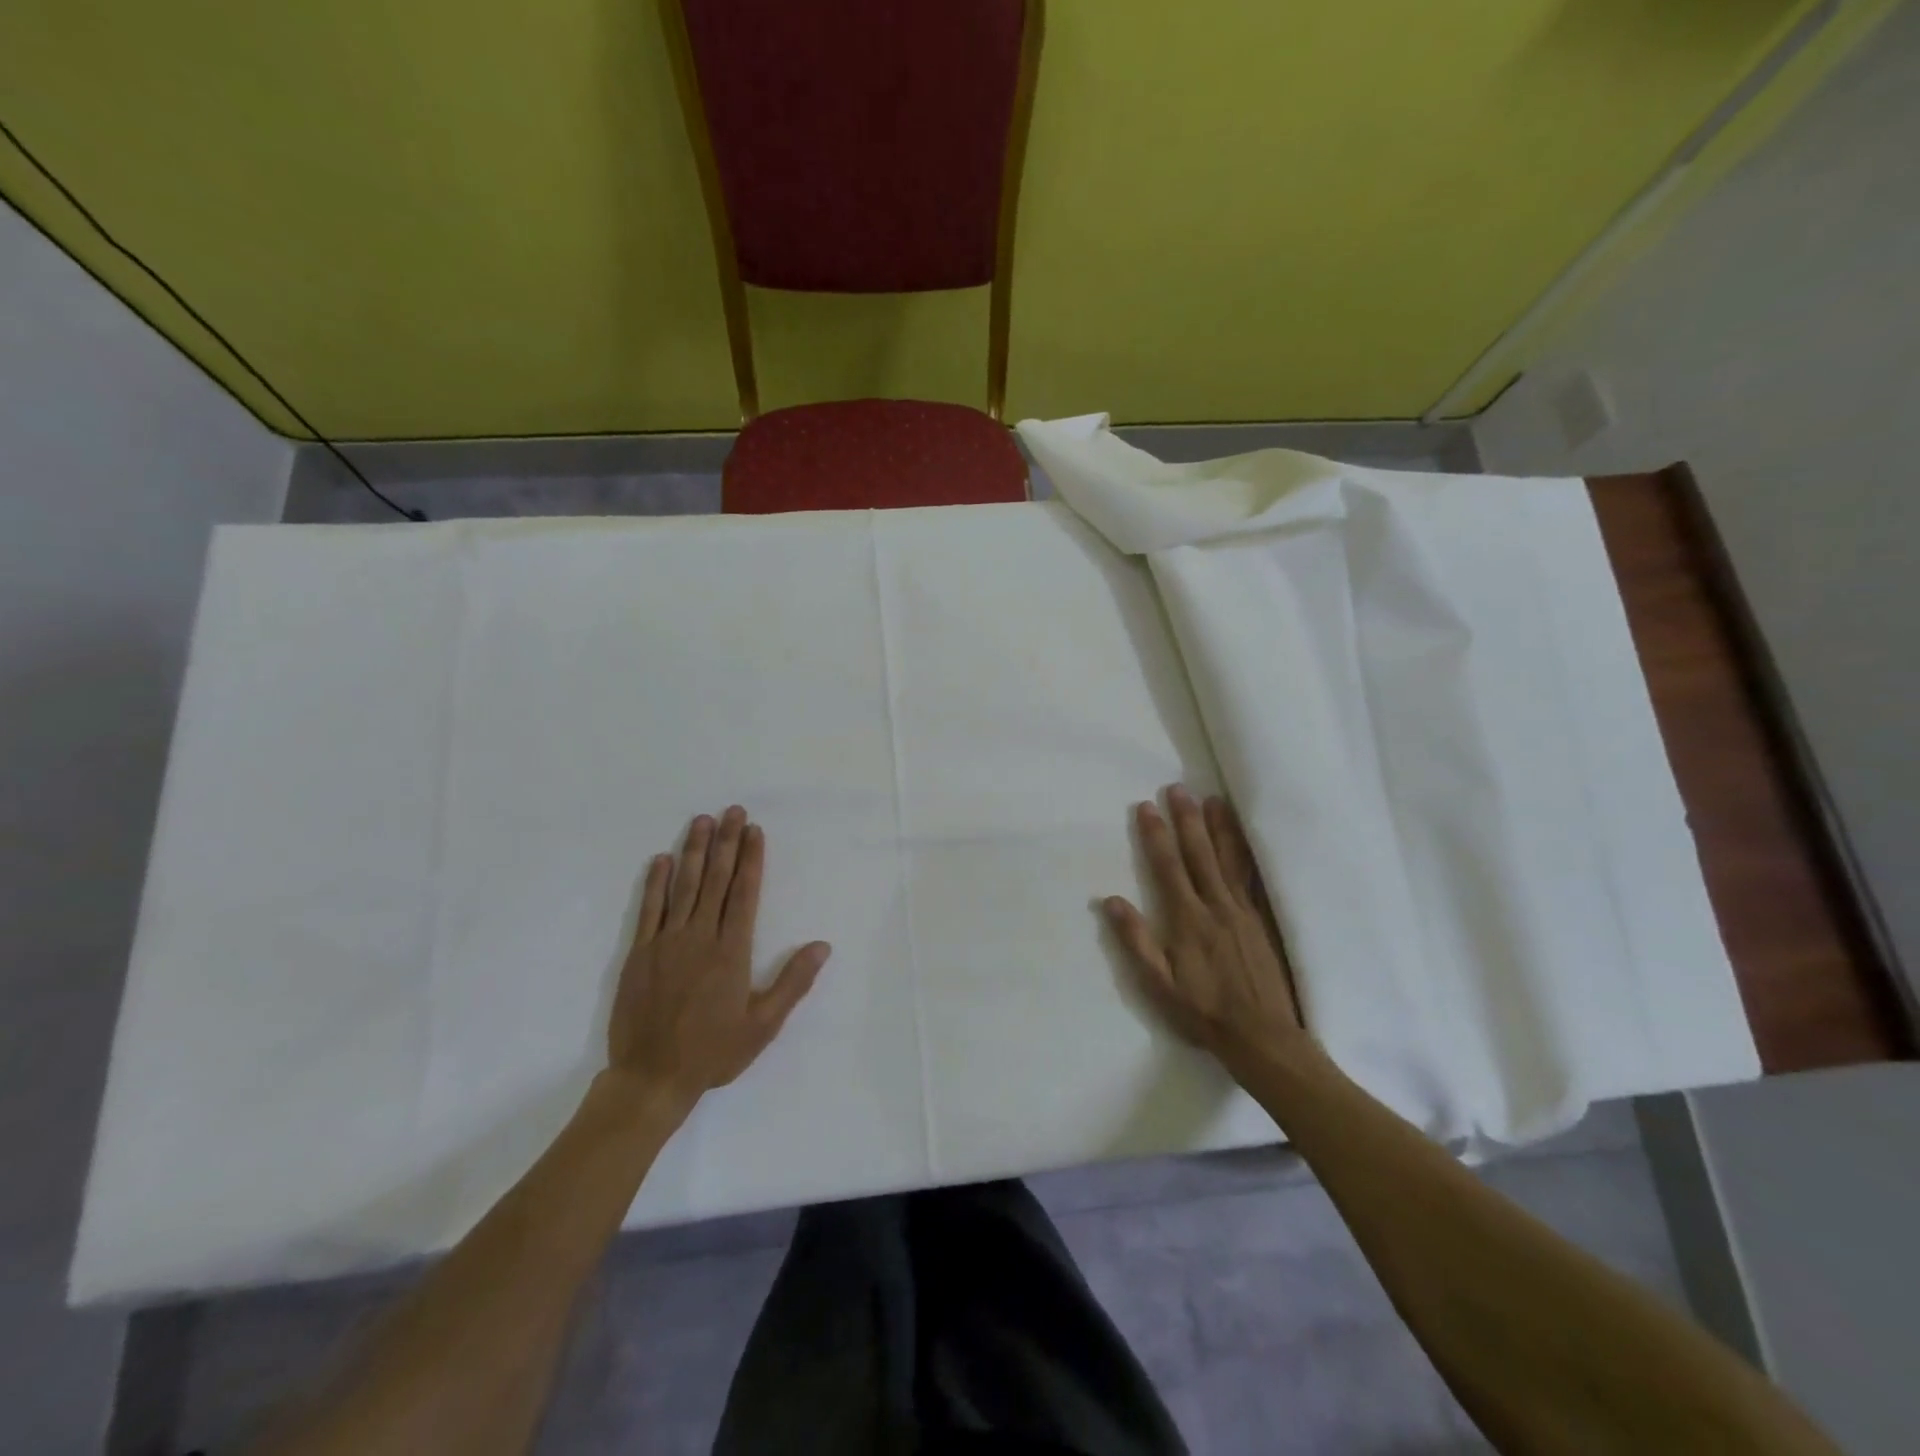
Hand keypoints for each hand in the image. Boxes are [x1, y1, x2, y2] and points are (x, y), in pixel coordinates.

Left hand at [605, 806, 829, 1114]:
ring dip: (694, 851)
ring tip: (702, 821)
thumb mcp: (764, 1024)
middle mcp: (700, 936)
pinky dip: (656, 882)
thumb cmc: (714, 1051)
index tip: (754, 831)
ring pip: (684, 886)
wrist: (651, 1077)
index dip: (750, 859)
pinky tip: (662, 860)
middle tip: (732, 811)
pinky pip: (649, 909)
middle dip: (726, 842)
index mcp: (732, 951)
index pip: (744, 893)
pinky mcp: (639, 953)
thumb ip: (793, 982)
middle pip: (716, 880)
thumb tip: (822, 945)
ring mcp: (666, 942)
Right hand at [1105, 785, 1310, 1076]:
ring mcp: (1244, 910)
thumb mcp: (1159, 983)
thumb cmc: (1203, 1011)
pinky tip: (1246, 838)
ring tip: (1212, 799)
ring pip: (1229, 859)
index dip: (1156, 836)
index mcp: (1188, 919)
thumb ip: (1136, 940)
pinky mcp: (1263, 919)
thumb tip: (1110, 900)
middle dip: (1187, 820)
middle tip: (1178, 788)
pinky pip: (1253, 877)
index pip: (1168, 867)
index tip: (1147, 807)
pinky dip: (1248, 853)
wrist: (1262, 1035)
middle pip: (1199, 854)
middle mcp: (1216, 906)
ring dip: (1219, 827)